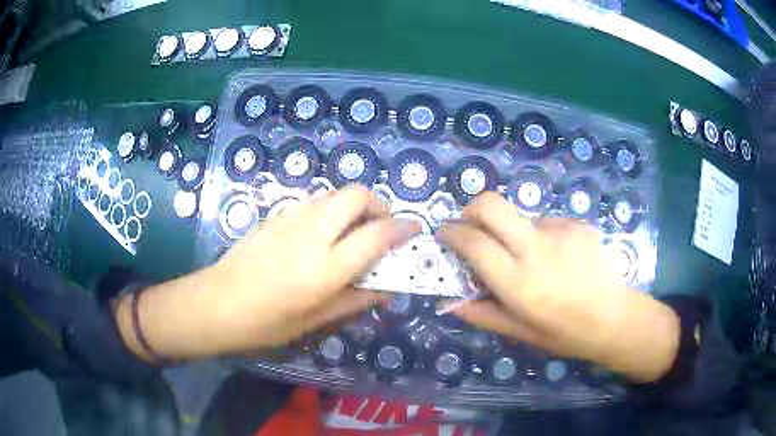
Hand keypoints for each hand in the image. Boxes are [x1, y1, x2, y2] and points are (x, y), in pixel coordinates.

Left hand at [116, 186, 419, 360]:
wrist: (216, 303)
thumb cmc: (266, 323)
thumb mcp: (315, 320)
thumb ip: (355, 300)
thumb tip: (387, 289)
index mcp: (325, 268)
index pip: (376, 235)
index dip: (402, 228)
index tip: (414, 230)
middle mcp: (311, 234)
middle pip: (356, 195)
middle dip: (378, 205)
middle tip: (381, 229)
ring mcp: (290, 218)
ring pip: (333, 194)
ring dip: (352, 207)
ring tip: (352, 232)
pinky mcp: (275, 215)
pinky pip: (313, 201)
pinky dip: (329, 209)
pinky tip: (322, 234)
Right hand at [437, 193, 679, 382]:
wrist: (615, 318)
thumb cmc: (565, 333)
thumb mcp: (521, 332)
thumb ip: (483, 314)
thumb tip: (449, 302)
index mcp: (518, 282)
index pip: (474, 243)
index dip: (452, 232)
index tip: (444, 233)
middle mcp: (537, 249)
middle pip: (492, 205)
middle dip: (472, 209)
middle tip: (471, 225)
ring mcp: (560, 231)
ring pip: (521, 216)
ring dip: (514, 232)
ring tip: (533, 260)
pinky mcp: (577, 223)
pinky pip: (547, 222)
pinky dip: (541, 236)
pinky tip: (558, 259)